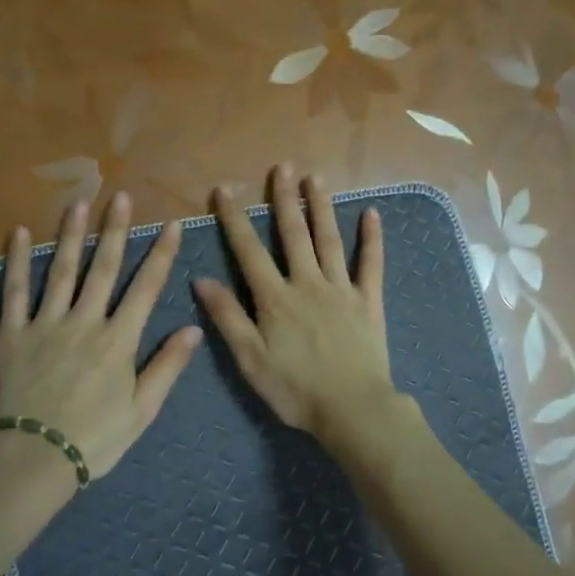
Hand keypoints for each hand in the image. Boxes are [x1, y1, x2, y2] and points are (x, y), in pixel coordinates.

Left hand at [0, 192, 202, 479]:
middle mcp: (85, 322)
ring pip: (61, 270)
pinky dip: (16, 261)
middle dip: (115, 230)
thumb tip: (193, 327)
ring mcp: (46, 324)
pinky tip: (17, 233)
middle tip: (121, 197)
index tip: (172, 225)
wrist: (32, 460)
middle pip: (104, 268)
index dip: (161, 254)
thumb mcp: (141, 411)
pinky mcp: (13, 333)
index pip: (146, 288)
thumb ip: (167, 366)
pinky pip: (14, 291)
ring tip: (78, 203)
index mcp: (118, 340)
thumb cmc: (93, 439)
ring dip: (71, 234)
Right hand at [193, 164, 394, 441]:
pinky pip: (371, 264)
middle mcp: (308, 283)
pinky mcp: (369, 302)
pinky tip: (372, 214)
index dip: (235, 219)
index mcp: (275, 298)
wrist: (352, 409)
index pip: (249, 251)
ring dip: (321, 207)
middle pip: (294, 234)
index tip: (224, 190)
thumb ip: (228, 317)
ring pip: (329, 240)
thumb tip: (202, 279)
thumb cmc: (295, 390)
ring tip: (316, 178)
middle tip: (282, 166)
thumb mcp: (250, 359)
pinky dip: (372, 239)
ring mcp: (341, 289)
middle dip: (284, 199)